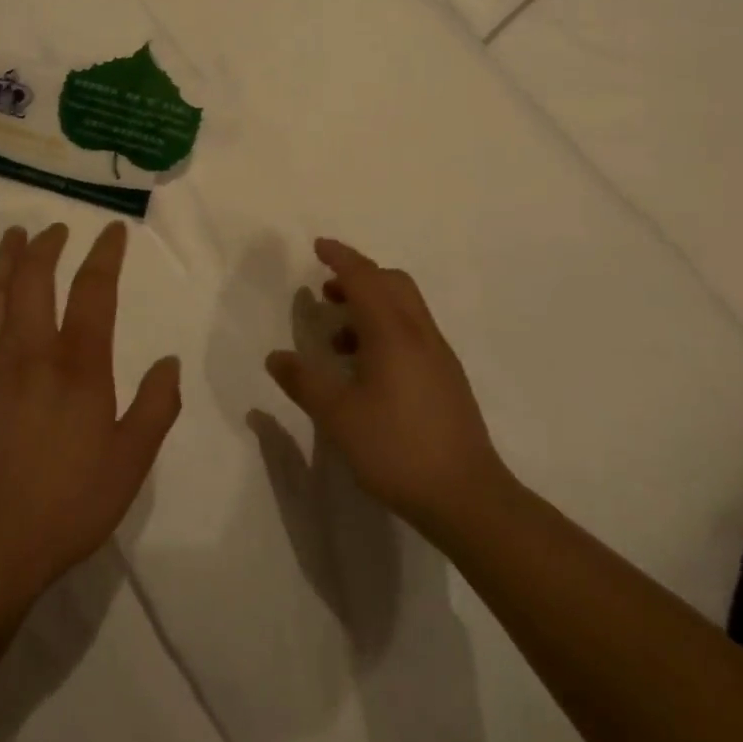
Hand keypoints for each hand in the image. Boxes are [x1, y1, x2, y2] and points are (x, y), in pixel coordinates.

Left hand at [0, 222, 181, 616]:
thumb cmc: (65, 506)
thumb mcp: (130, 463)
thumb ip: (156, 407)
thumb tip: (169, 361)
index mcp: (77, 366)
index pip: (93, 291)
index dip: (105, 255)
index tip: (112, 232)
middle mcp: (28, 352)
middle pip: (33, 280)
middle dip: (47, 247)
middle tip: (56, 230)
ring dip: (3, 261)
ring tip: (13, 237)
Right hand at [265, 239, 509, 534]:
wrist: (466, 495)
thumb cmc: (396, 449)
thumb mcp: (338, 417)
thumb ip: (305, 383)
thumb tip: (276, 357)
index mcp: (393, 332)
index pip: (365, 277)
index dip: (340, 257)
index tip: (318, 246)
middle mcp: (419, 333)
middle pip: (392, 283)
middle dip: (358, 277)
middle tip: (327, 292)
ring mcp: (438, 355)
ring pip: (405, 308)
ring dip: (372, 306)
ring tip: (339, 338)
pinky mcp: (447, 377)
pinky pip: (413, 332)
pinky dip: (386, 329)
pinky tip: (367, 369)